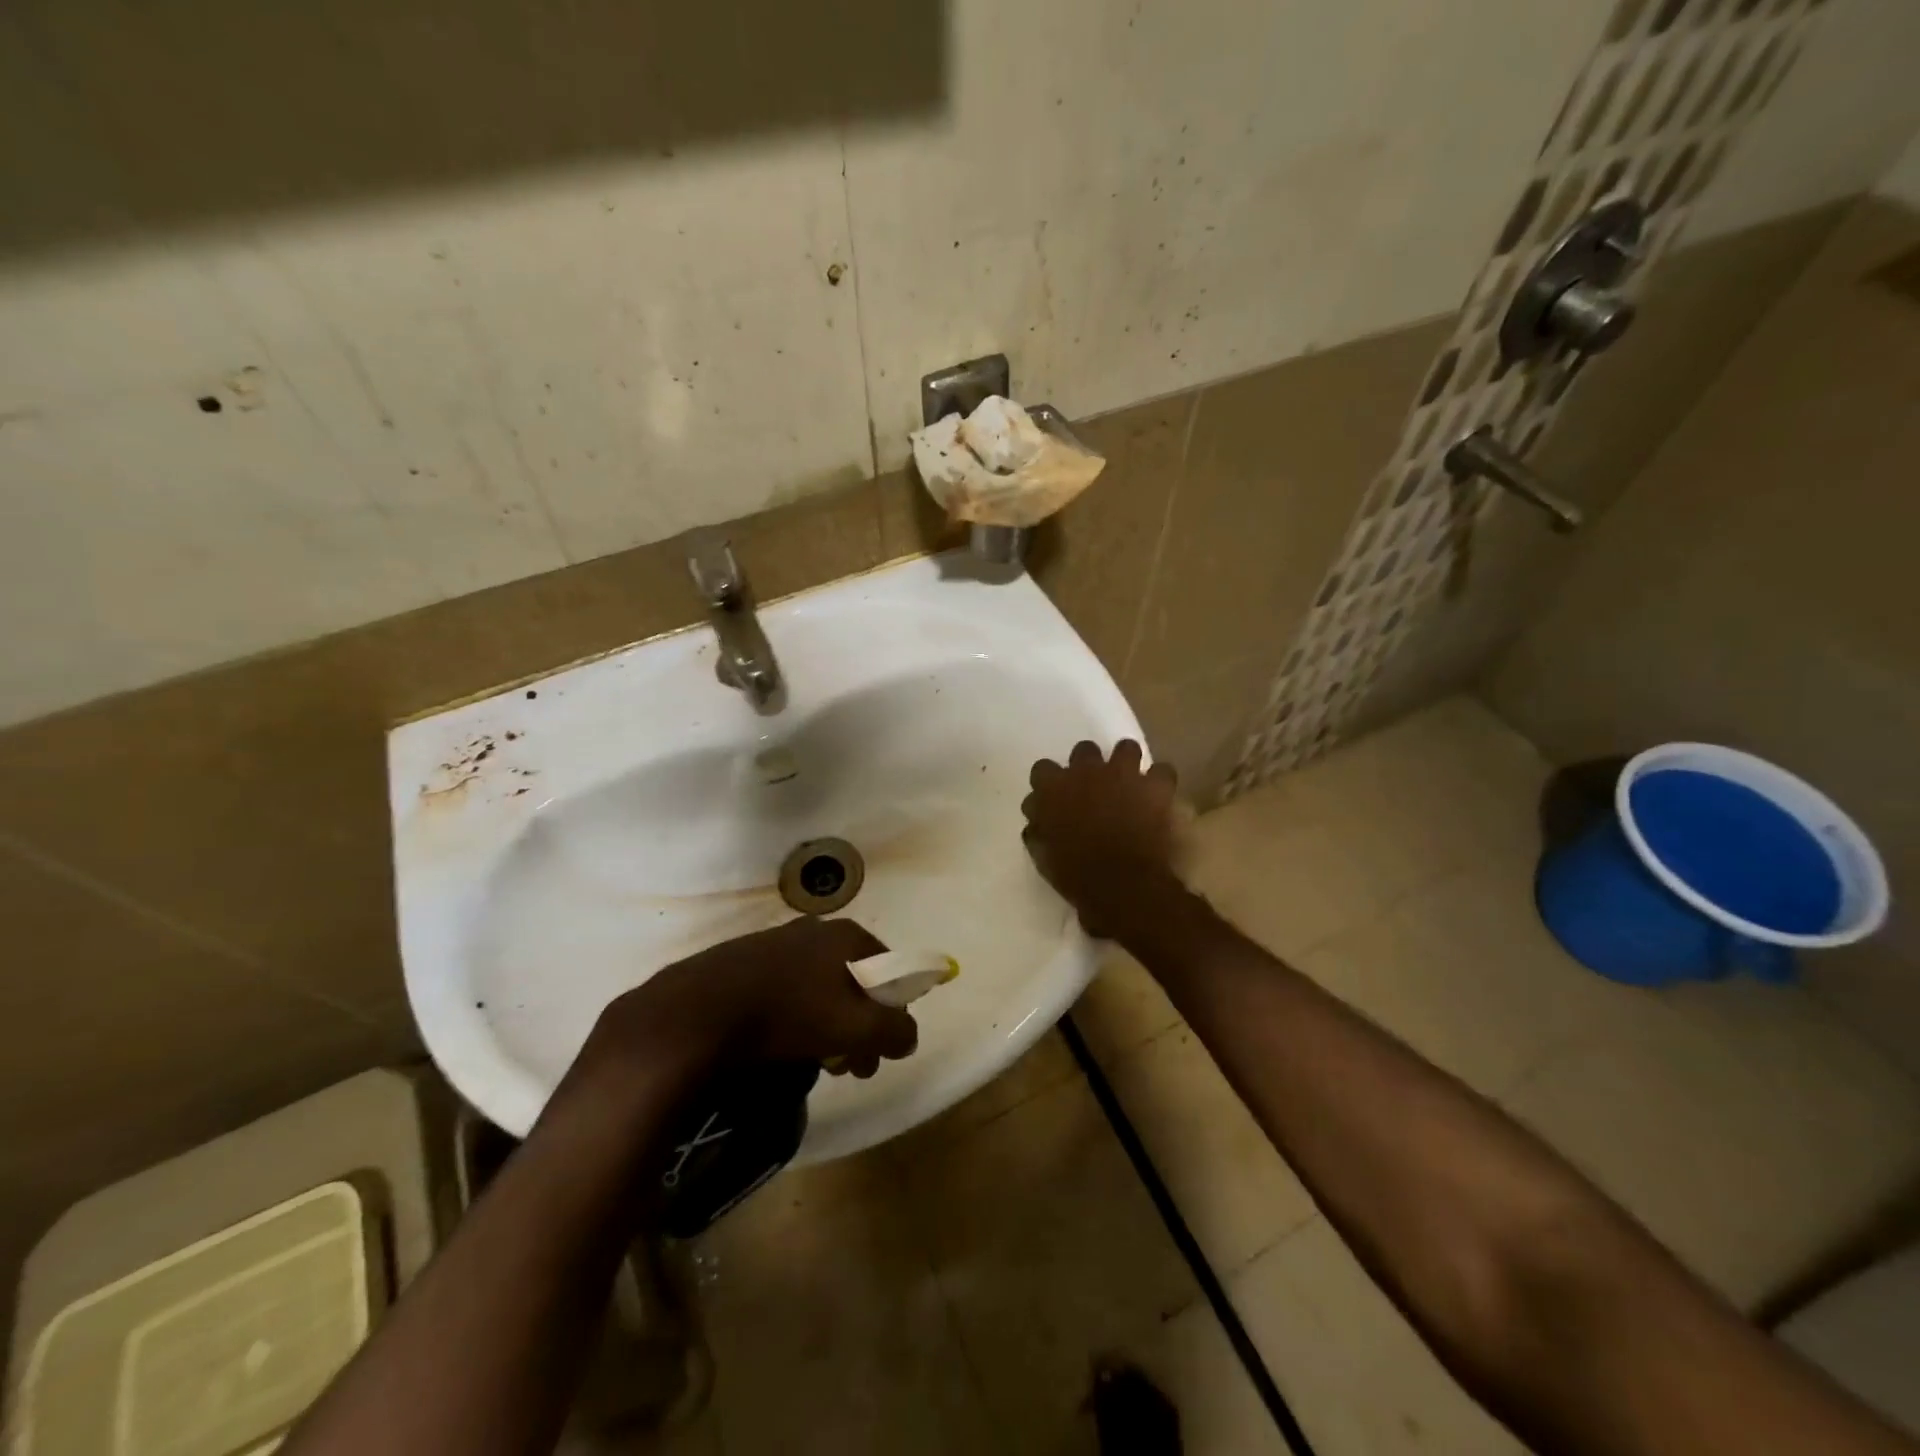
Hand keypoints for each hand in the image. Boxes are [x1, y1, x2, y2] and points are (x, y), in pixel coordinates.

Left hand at [558, 917, 919, 1113]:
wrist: (697, 1013)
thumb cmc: (789, 1014)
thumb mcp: (856, 1028)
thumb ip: (895, 1030)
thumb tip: (907, 1036)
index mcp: (846, 936)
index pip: (891, 971)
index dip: (894, 1013)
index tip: (880, 1052)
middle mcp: (815, 929)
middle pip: (854, 980)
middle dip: (860, 1026)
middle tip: (850, 1067)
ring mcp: (775, 942)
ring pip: (819, 987)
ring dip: (828, 1026)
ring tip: (815, 1064)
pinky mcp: (742, 961)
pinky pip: (785, 990)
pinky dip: (794, 1017)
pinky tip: (779, 1046)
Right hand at [1022, 740, 1179, 937]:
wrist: (1123, 886)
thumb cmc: (1077, 875)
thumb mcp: (1043, 857)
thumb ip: (1038, 832)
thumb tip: (1036, 823)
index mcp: (1054, 788)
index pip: (1043, 769)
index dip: (1049, 783)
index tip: (1053, 798)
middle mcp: (1087, 771)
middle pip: (1084, 750)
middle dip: (1088, 766)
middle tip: (1093, 789)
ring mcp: (1123, 774)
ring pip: (1126, 748)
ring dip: (1125, 764)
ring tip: (1128, 783)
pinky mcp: (1155, 787)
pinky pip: (1162, 771)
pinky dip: (1159, 782)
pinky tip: (1157, 795)